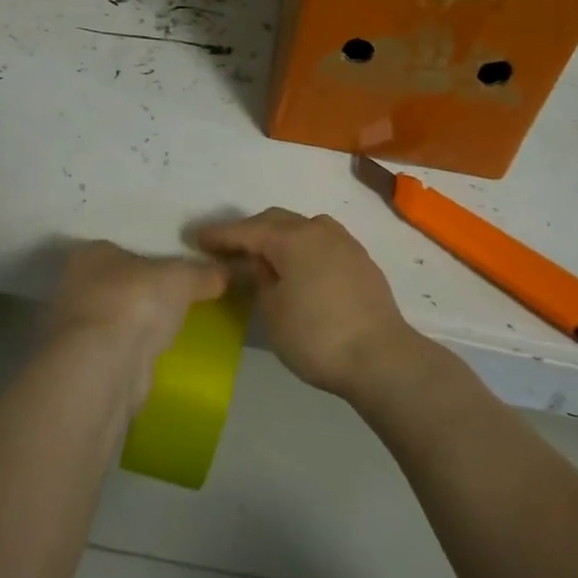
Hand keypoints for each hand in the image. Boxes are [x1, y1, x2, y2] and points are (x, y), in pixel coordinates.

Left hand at [46, 242, 225, 400]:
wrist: (105, 364)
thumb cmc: (136, 301)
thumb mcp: (182, 277)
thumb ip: (204, 273)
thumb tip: (227, 272)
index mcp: (91, 254)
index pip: (123, 250)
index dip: (151, 261)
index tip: (176, 274)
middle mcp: (74, 286)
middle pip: (119, 284)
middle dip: (144, 294)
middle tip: (179, 302)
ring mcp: (75, 328)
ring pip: (116, 319)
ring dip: (138, 325)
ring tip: (172, 331)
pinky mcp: (82, 364)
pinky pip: (116, 349)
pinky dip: (134, 352)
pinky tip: (156, 356)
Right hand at [194, 210, 417, 397]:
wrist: (381, 357)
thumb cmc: (317, 337)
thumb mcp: (273, 312)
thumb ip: (258, 279)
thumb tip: (253, 263)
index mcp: (292, 238)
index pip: (246, 230)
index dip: (219, 235)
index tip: (196, 237)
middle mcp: (318, 229)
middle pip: (275, 221)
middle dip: (248, 231)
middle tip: (225, 248)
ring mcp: (344, 242)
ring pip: (302, 227)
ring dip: (278, 235)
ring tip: (262, 254)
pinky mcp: (360, 259)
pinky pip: (321, 241)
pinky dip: (301, 246)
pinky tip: (297, 265)